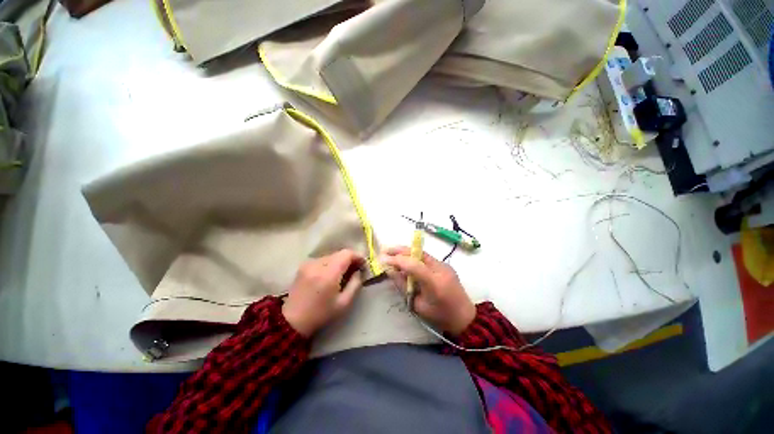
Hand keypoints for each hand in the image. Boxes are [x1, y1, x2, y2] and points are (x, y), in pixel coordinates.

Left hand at [282, 249, 364, 336]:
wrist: (293, 321)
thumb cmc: (321, 314)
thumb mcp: (344, 303)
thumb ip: (355, 284)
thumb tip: (359, 271)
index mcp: (329, 273)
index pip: (347, 254)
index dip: (357, 256)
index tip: (363, 264)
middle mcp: (318, 264)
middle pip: (339, 253)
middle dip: (349, 259)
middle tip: (355, 270)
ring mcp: (309, 264)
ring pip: (331, 255)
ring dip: (340, 261)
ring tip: (343, 273)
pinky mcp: (303, 266)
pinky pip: (322, 259)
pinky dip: (330, 263)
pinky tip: (330, 275)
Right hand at [381, 246, 475, 335]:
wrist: (465, 317)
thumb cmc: (440, 316)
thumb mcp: (418, 305)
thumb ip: (404, 287)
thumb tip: (390, 271)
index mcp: (434, 283)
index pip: (413, 265)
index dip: (397, 260)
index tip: (383, 259)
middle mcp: (440, 269)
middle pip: (418, 253)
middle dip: (400, 250)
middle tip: (385, 249)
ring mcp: (444, 265)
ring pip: (421, 253)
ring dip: (406, 252)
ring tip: (392, 252)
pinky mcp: (445, 265)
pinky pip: (426, 258)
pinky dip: (414, 257)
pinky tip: (406, 259)